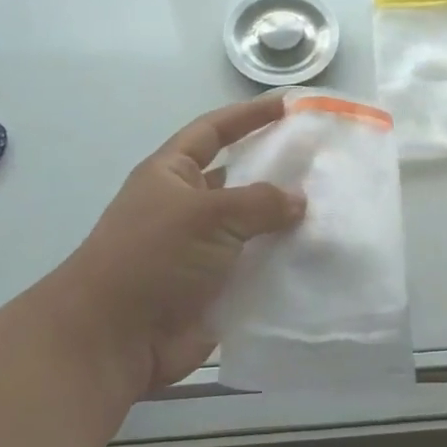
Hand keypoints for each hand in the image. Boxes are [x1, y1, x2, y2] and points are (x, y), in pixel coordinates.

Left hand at [48, 95, 304, 398]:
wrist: (114, 340)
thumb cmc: (152, 257)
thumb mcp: (207, 214)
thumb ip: (259, 202)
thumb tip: (298, 200)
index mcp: (172, 175)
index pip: (213, 131)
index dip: (248, 116)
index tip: (287, 106)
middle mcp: (187, 206)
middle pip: (238, 178)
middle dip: (276, 170)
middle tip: (323, 162)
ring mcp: (202, 249)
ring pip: (253, 226)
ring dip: (285, 220)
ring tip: (332, 208)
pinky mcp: (216, 287)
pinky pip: (257, 266)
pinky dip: (284, 261)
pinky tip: (320, 255)